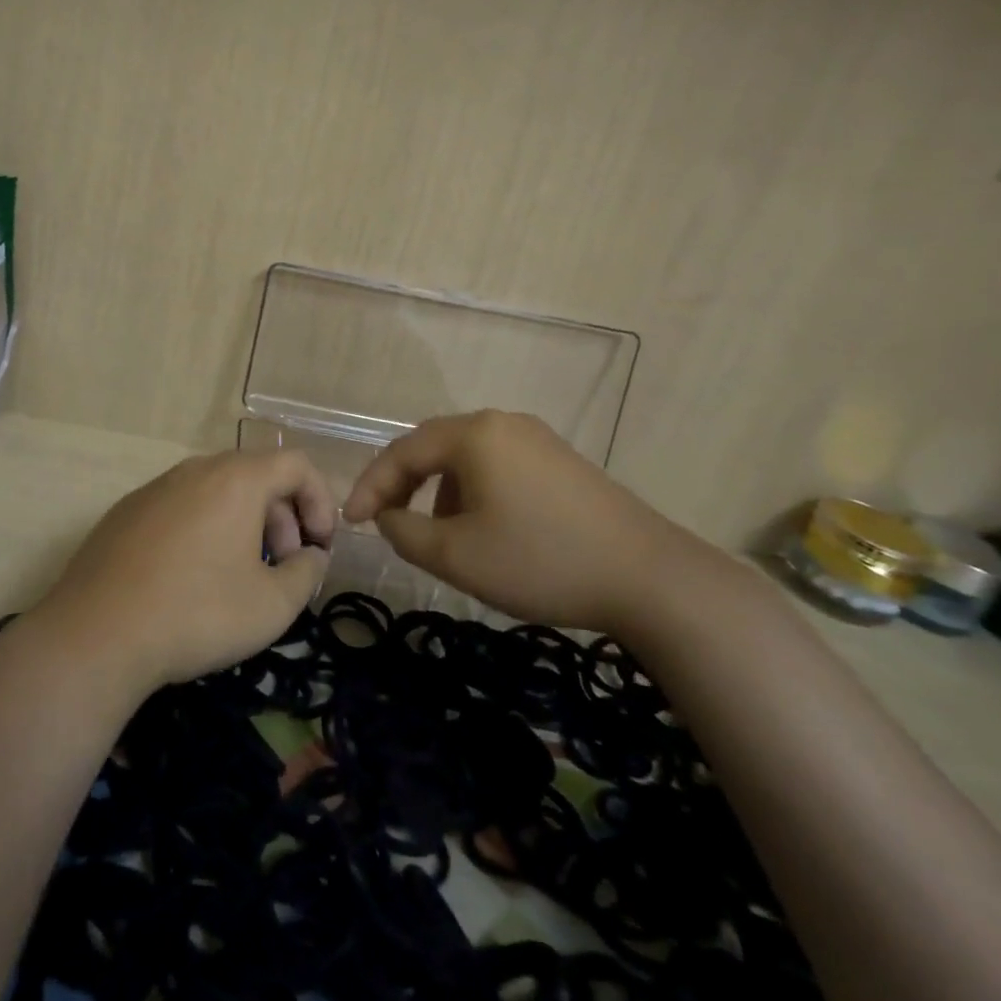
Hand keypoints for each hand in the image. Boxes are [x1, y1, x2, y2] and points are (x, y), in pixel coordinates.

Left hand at [31, 450, 335, 695]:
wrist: (96, 634)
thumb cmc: (197, 613)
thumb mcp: (273, 605)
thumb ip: (307, 573)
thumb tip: (310, 556)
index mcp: (236, 479)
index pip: (296, 465)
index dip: (321, 502)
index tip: (319, 548)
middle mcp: (195, 470)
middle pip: (256, 477)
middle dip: (283, 519)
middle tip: (283, 568)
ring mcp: (156, 487)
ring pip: (217, 492)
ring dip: (244, 525)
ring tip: (240, 576)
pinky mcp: (126, 511)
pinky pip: (182, 507)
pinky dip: (205, 529)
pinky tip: (192, 578)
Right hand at [341, 410, 692, 631]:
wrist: (649, 578)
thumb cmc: (541, 561)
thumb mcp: (457, 556)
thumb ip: (404, 532)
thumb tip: (389, 517)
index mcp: (474, 434)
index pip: (402, 452)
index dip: (370, 486)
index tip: (350, 523)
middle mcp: (502, 423)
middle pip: (433, 447)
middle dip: (402, 485)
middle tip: (383, 521)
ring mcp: (537, 439)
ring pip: (466, 459)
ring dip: (439, 493)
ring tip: (440, 537)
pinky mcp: (560, 461)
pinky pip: (497, 468)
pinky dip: (474, 494)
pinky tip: (486, 530)